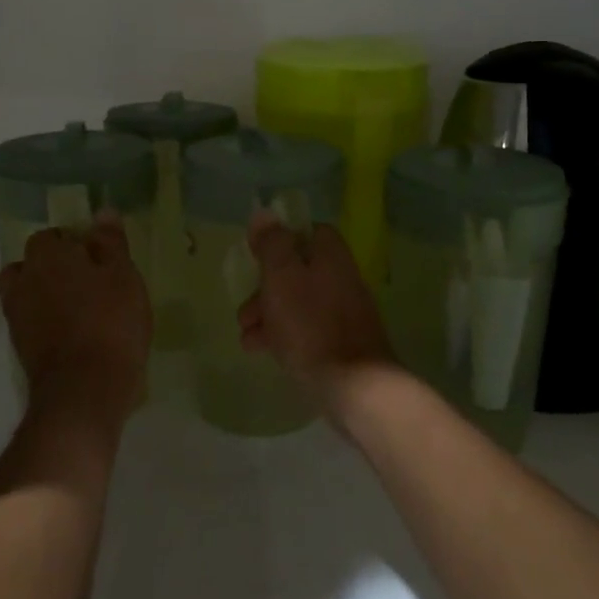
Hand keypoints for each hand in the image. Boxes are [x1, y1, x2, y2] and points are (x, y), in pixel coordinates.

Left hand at [0, 217, 151, 437]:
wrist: (84, 389)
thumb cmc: (110, 322)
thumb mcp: (123, 275)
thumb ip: (110, 242)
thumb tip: (102, 211)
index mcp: (47, 256)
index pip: (51, 236)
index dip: (73, 242)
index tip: (97, 257)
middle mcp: (24, 280)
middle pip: (32, 263)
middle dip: (54, 266)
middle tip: (88, 280)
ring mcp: (17, 316)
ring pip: (27, 292)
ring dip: (45, 293)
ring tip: (78, 306)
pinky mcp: (20, 346)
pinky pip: (30, 320)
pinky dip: (45, 320)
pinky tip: (73, 331)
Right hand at [237, 211, 399, 423]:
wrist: (354, 386)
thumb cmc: (311, 325)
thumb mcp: (282, 277)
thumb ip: (272, 244)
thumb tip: (264, 212)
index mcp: (331, 256)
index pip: (309, 232)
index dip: (280, 240)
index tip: (256, 256)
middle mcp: (341, 279)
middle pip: (298, 271)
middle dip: (264, 289)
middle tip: (244, 312)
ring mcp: (344, 313)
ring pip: (298, 303)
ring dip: (268, 316)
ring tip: (247, 339)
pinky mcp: (342, 344)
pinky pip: (307, 330)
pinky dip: (283, 336)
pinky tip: (264, 353)